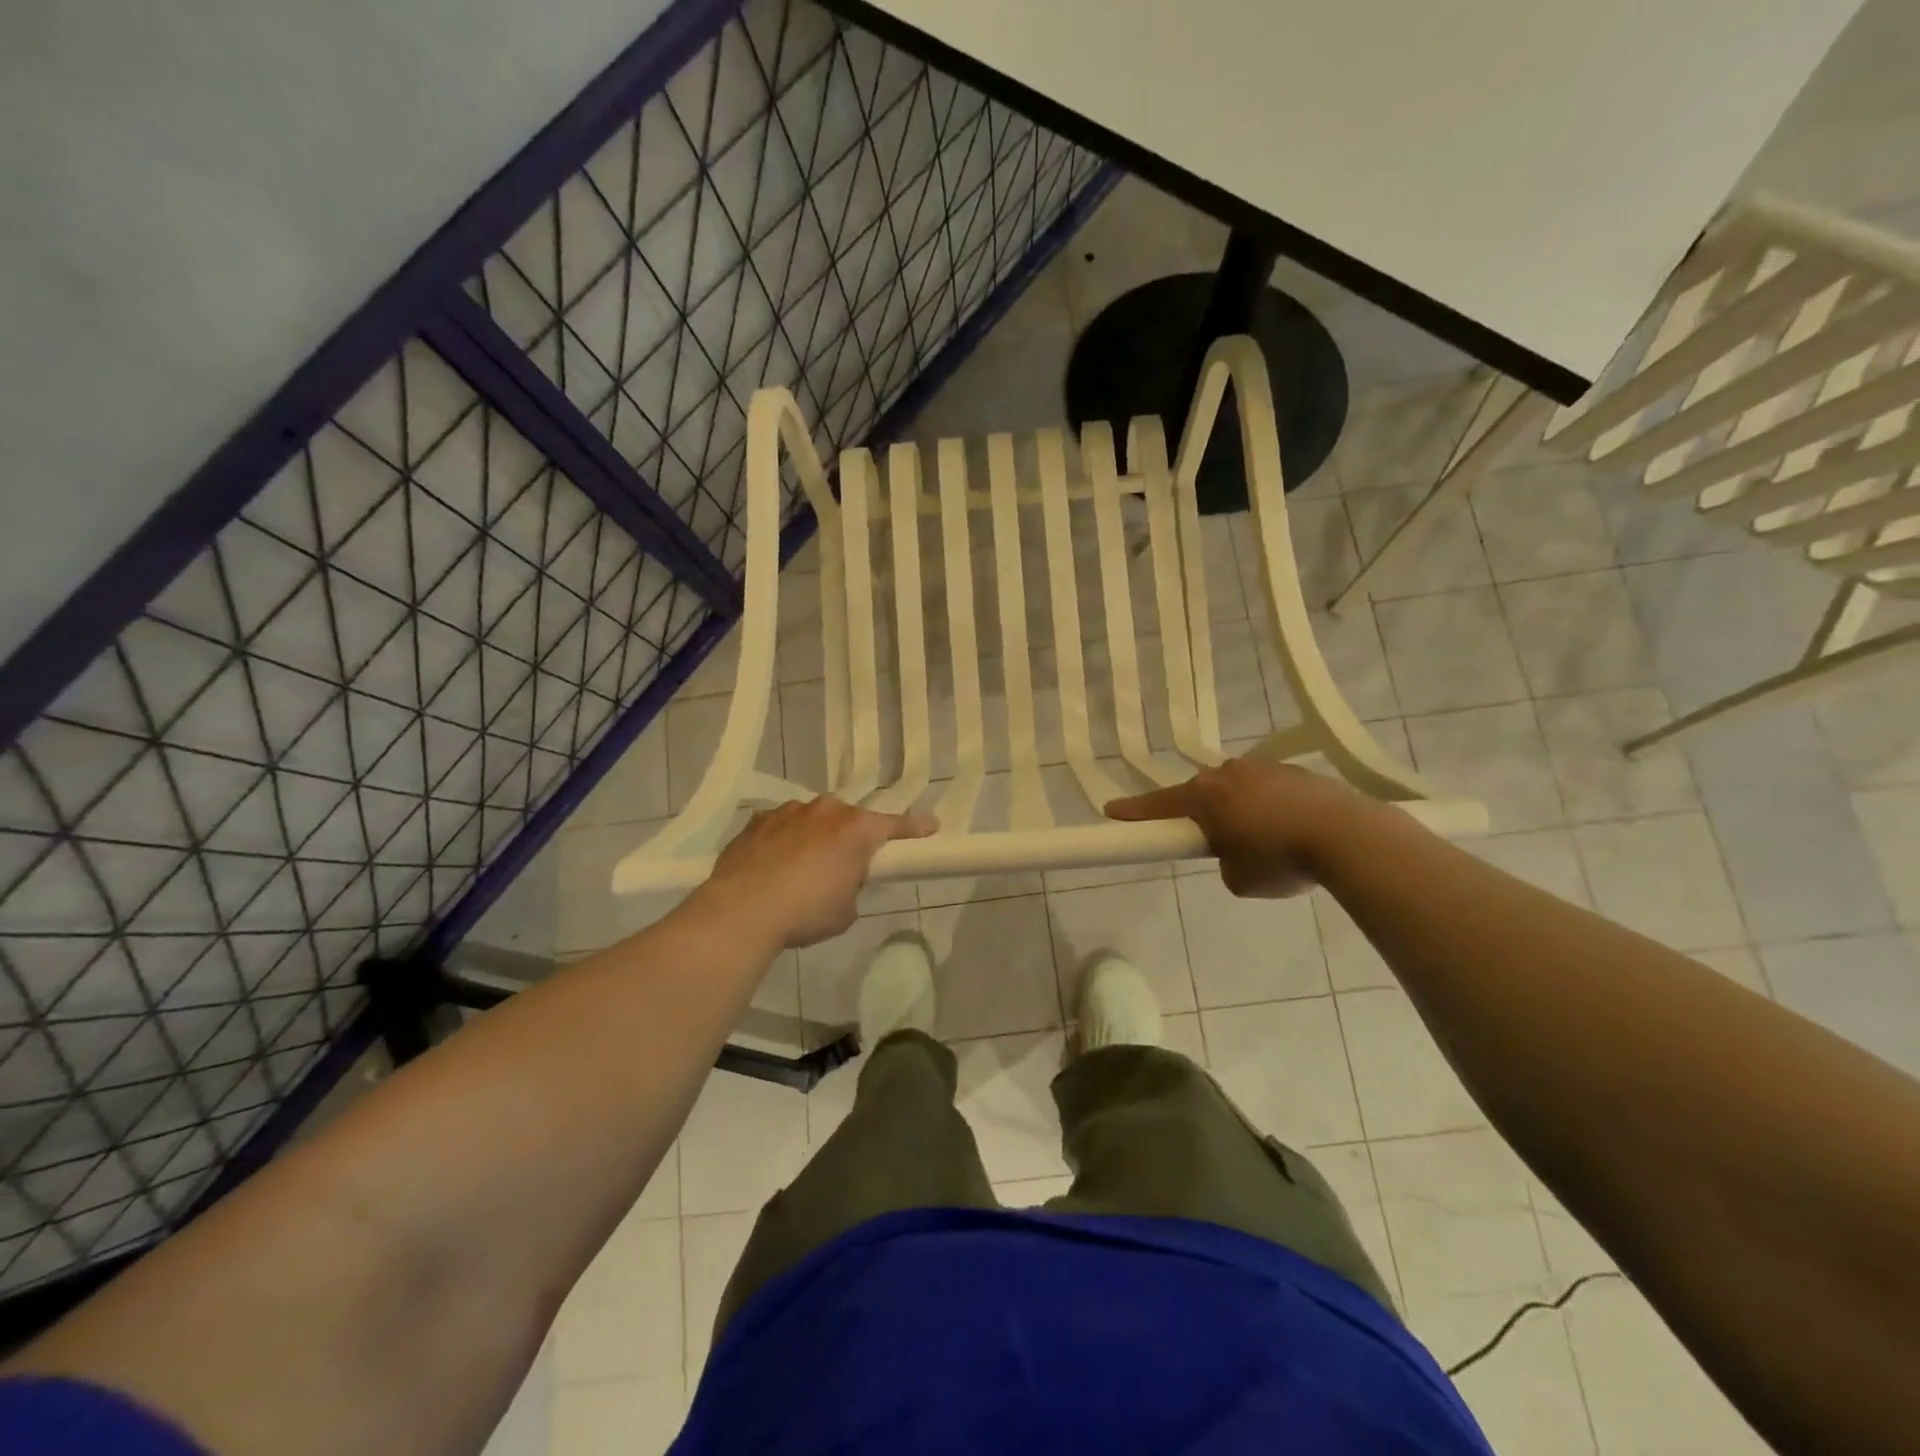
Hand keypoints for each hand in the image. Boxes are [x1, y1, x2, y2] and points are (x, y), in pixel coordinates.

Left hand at [698, 797, 937, 947]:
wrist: (742, 910)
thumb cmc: (806, 912)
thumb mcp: (845, 910)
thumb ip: (851, 886)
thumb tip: (839, 880)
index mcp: (857, 830)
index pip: (895, 825)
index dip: (915, 828)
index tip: (931, 825)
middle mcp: (826, 810)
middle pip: (849, 820)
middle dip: (850, 838)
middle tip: (844, 867)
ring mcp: (789, 811)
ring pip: (813, 820)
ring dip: (815, 837)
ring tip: (802, 870)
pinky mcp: (757, 821)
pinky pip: (781, 827)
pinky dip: (783, 841)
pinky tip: (773, 866)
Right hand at [1105, 758, 1367, 897]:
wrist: (1348, 835)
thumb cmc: (1280, 858)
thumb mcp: (1238, 879)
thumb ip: (1223, 861)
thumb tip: (1237, 851)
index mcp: (1205, 796)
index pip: (1158, 805)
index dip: (1134, 812)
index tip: (1111, 811)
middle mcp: (1229, 773)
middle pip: (1202, 794)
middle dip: (1202, 814)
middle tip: (1212, 841)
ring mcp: (1265, 767)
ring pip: (1238, 790)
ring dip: (1240, 810)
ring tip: (1265, 842)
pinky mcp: (1297, 772)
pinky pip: (1270, 790)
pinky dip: (1271, 808)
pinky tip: (1292, 831)